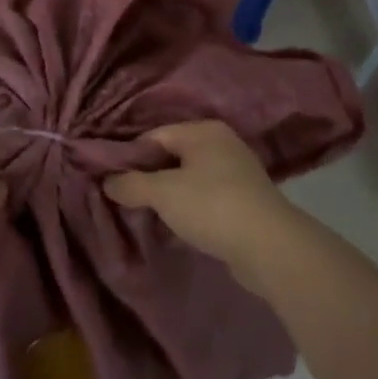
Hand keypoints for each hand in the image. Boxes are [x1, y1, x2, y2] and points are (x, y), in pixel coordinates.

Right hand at [103, 120, 296, 277]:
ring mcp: (236, 172)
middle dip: (148, 177)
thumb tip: (107, 182)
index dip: (130, 157)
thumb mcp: (163, 193)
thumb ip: (130, 184)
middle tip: (125, 198)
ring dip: (168, 195)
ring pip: (188, 178)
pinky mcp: (244, 200)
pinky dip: (189, 208)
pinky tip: (176, 225)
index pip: (154, 136)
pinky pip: (205, 197)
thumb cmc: (212, 206)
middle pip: (172, 156)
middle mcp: (222, 144)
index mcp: (203, 130)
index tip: (111, 180)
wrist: (270, 247)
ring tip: (146, 214)